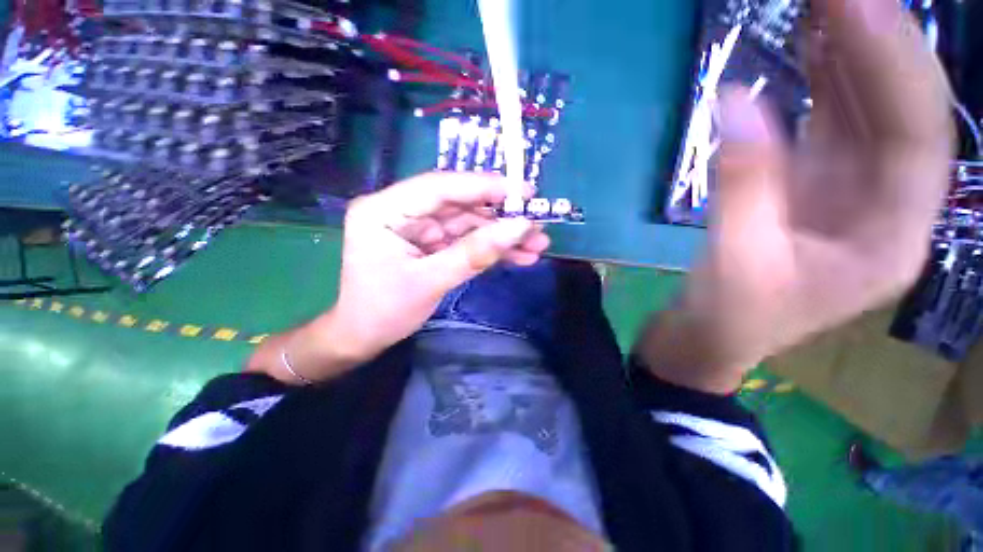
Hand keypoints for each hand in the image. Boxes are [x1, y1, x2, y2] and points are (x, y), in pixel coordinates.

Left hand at [247, 173, 548, 383]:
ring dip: (501, 235)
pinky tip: (518, 256)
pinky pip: (465, 240)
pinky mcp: (430, 243)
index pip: (440, 187)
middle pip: (459, 204)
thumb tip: (520, 228)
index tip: (523, 190)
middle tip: (537, 222)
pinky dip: (491, 248)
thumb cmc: (384, 311)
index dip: (484, 187)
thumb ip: (475, 253)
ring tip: (537, 244)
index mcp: (384, 210)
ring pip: (467, 223)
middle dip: (500, 216)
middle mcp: (401, 210)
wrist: (363, 339)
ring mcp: (418, 227)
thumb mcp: (431, 281)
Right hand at [638, 0, 953, 391]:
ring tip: (825, 2)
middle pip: (901, 110)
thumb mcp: (736, 262)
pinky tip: (811, 46)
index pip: (918, 134)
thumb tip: (734, 103)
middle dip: (876, 43)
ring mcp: (850, 191)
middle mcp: (888, 205)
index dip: (892, 63)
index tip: (853, 3)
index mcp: (892, 238)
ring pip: (868, 111)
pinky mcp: (811, 186)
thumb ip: (742, 186)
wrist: (710, 333)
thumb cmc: (730, 317)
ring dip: (850, 53)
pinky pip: (830, 123)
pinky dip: (822, 82)